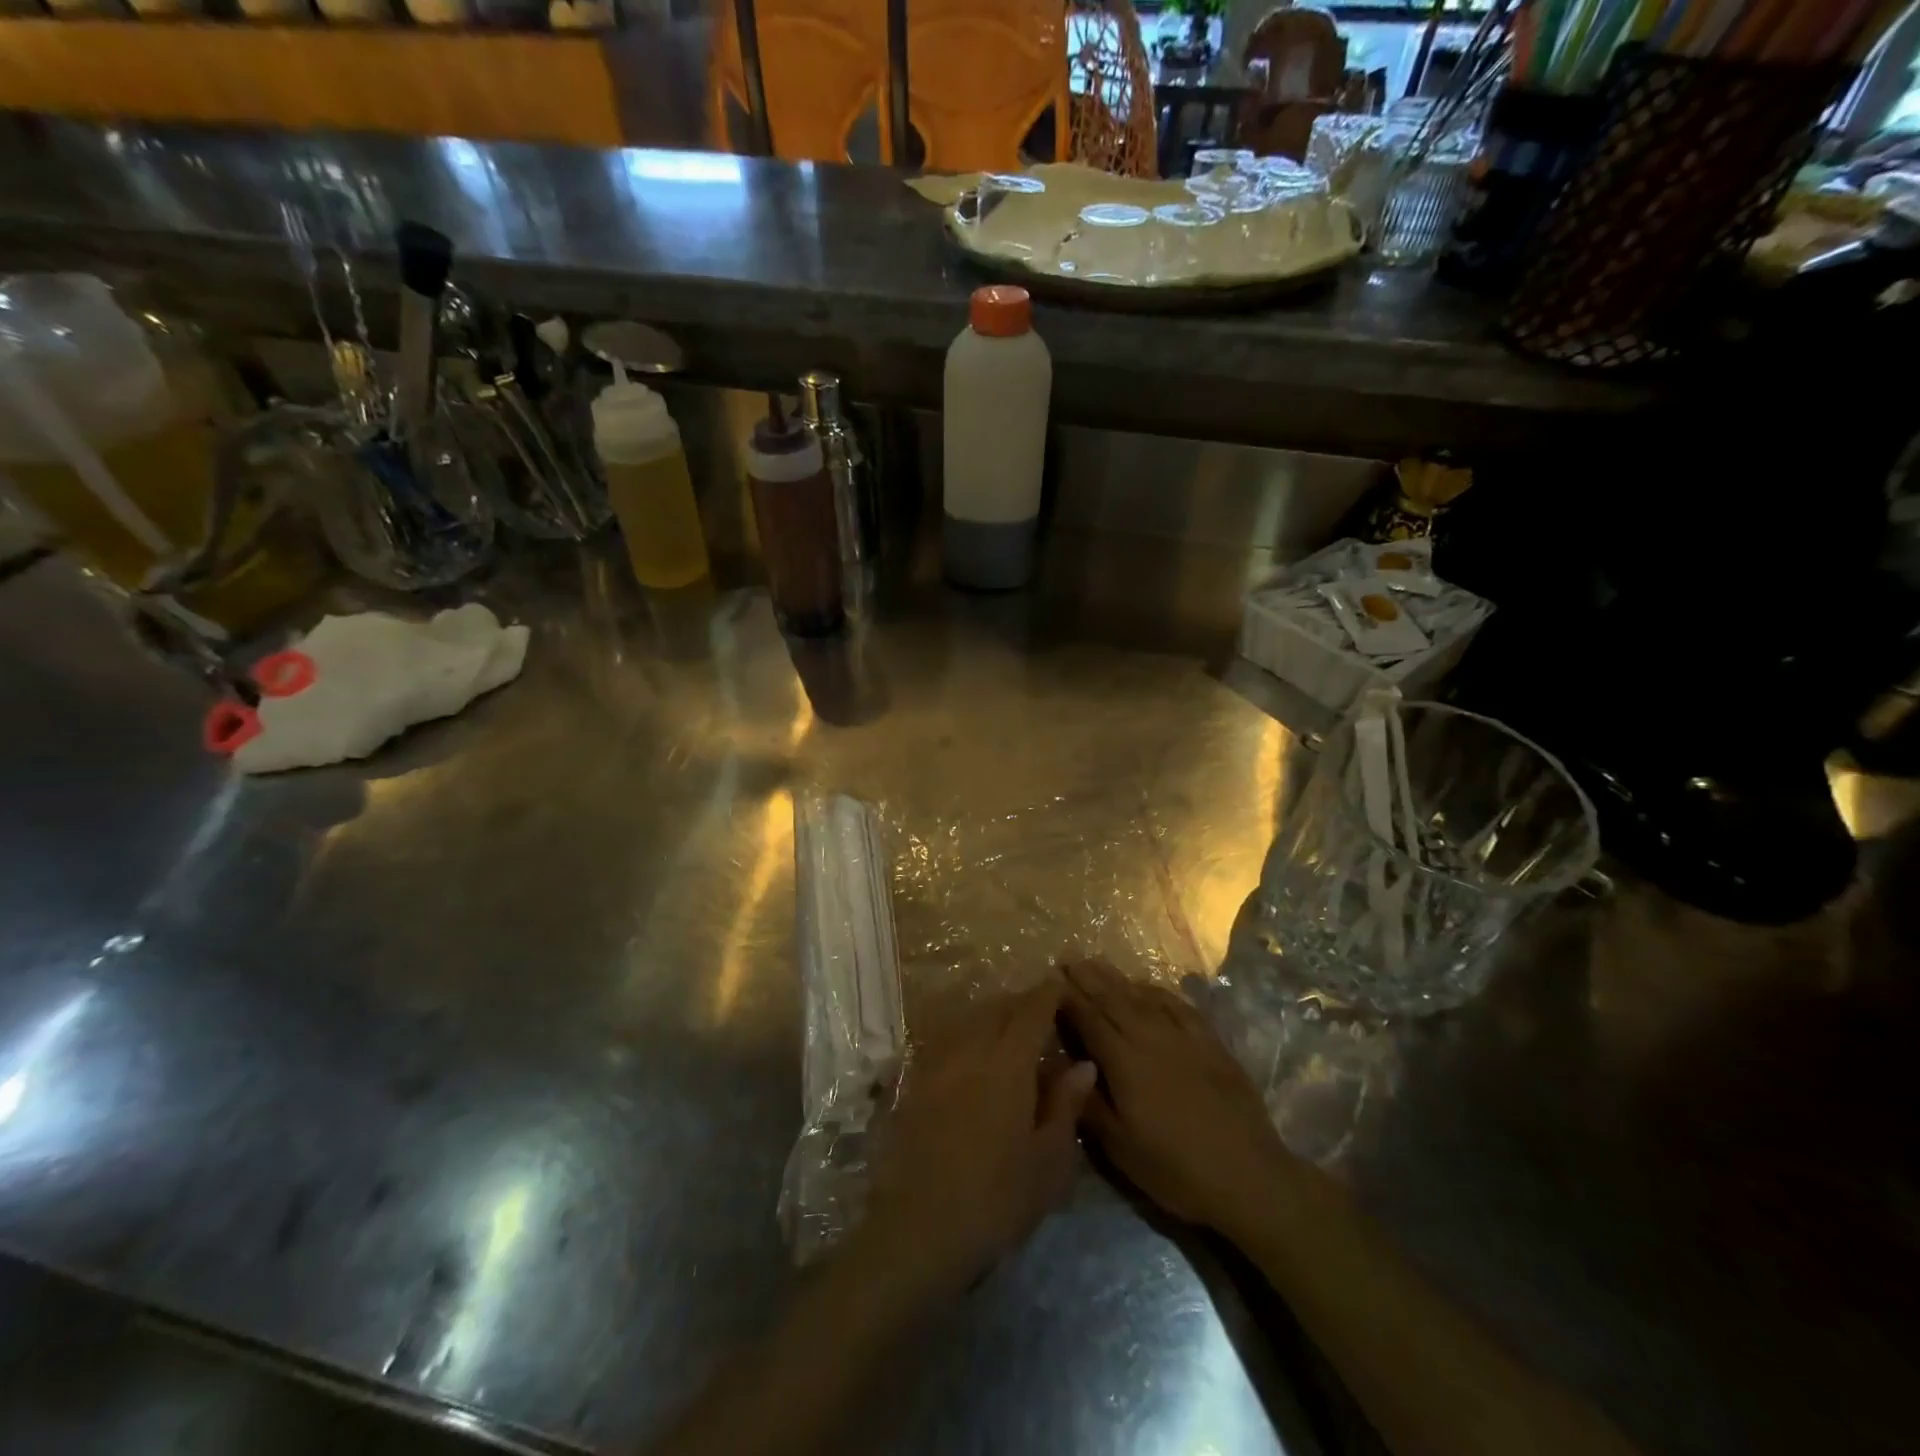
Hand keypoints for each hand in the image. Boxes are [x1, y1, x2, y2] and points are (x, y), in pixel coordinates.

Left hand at [860, 981, 1096, 1299]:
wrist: (920, 1228)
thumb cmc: (997, 1198)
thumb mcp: (1048, 1161)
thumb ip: (1065, 1105)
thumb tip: (1082, 1064)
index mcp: (1008, 1062)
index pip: (1032, 1011)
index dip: (1048, 994)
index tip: (1062, 985)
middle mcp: (971, 1049)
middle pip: (998, 1008)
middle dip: (1021, 1002)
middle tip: (1041, 1010)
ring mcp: (938, 1063)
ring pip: (969, 1020)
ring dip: (992, 1015)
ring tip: (1009, 1028)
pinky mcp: (916, 1082)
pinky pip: (946, 1040)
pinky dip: (965, 1034)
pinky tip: (971, 1054)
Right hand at [1061, 959, 1298, 1240]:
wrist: (1249, 1176)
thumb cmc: (1175, 1168)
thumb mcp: (1120, 1146)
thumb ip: (1087, 1100)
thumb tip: (1061, 1063)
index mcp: (1123, 1060)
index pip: (1088, 1018)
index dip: (1067, 997)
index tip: (1049, 979)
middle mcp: (1150, 1037)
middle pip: (1113, 998)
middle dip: (1087, 977)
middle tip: (1067, 958)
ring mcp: (1183, 1036)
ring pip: (1142, 997)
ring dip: (1117, 978)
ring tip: (1097, 963)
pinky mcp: (1210, 1042)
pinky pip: (1177, 1005)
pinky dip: (1156, 991)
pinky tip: (1147, 986)